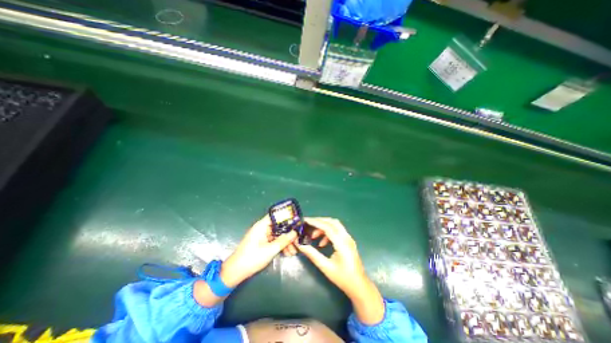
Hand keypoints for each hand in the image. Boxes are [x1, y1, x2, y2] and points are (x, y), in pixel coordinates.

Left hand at [221, 215, 296, 288]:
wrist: (235, 272)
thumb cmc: (251, 258)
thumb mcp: (270, 250)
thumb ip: (283, 240)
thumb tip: (295, 233)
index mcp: (261, 226)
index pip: (276, 216)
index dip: (286, 217)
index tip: (296, 222)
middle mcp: (262, 228)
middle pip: (278, 226)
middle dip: (288, 233)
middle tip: (297, 239)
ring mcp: (262, 236)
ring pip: (277, 235)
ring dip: (286, 242)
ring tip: (294, 251)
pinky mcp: (262, 243)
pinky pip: (274, 241)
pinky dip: (280, 245)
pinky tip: (287, 252)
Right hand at [295, 219, 383, 324]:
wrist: (359, 286)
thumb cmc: (342, 278)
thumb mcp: (325, 267)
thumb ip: (312, 254)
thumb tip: (300, 244)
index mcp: (342, 243)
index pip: (327, 227)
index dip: (315, 222)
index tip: (305, 221)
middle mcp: (346, 238)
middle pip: (332, 222)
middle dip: (319, 221)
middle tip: (308, 224)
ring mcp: (349, 238)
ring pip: (335, 225)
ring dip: (324, 227)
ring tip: (313, 236)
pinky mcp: (348, 241)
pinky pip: (337, 231)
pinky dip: (328, 232)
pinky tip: (322, 243)